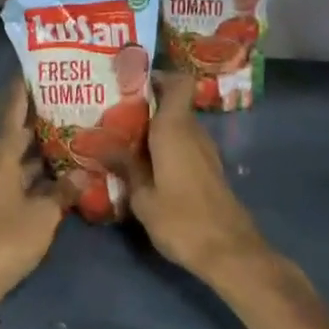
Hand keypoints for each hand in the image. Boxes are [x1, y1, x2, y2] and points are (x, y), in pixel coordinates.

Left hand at [0, 81, 62, 309]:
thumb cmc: (6, 239)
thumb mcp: (43, 214)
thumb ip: (64, 191)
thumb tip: (85, 173)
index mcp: (2, 157)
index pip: (13, 113)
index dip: (24, 90)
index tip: (38, 68)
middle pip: (20, 134)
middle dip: (43, 117)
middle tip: (73, 99)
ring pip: (25, 158)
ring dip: (46, 147)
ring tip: (77, 131)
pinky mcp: (3, 207)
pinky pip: (26, 179)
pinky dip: (44, 173)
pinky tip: (67, 172)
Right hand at [127, 74, 269, 284]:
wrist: (229, 251)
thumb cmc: (181, 220)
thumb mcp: (142, 196)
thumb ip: (124, 166)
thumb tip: (99, 144)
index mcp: (175, 128)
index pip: (177, 82)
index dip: (157, 76)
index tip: (130, 83)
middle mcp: (193, 132)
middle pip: (172, 103)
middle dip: (145, 105)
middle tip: (112, 114)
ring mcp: (205, 151)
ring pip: (178, 125)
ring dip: (154, 128)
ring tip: (121, 140)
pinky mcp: (208, 169)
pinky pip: (184, 144)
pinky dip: (165, 147)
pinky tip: (144, 165)